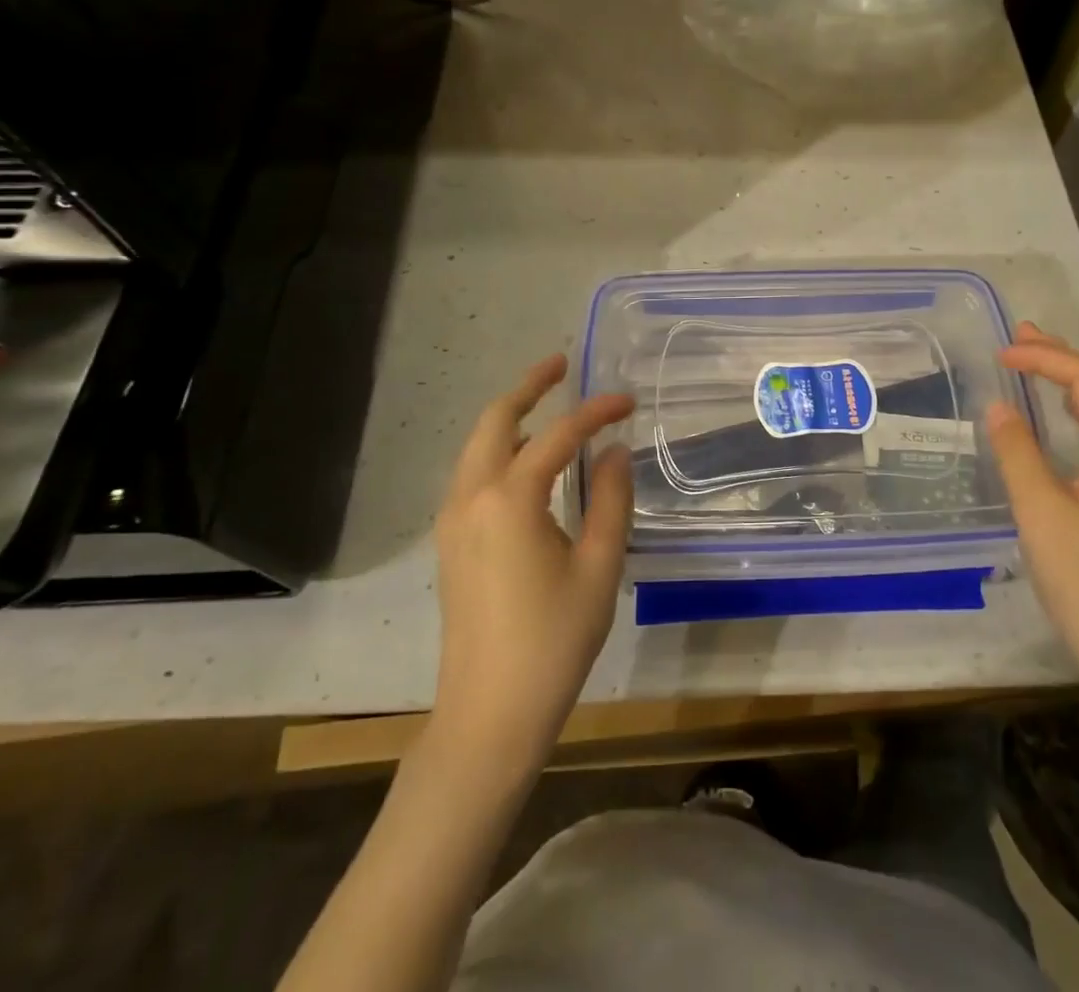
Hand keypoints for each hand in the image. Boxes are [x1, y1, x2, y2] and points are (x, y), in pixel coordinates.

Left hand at [430, 354, 633, 768]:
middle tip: (562, 365)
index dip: (596, 412)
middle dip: (529, 387)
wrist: (489, 713)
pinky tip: (528, 458)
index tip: (627, 401)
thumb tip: (614, 451)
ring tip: (547, 402)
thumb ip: (611, 500)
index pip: (559, 435)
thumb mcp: (598, 567)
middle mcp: (472, 496)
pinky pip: (472, 472)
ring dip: (510, 416)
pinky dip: (498, 447)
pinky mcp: (451, 542)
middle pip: (496, 421)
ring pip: (478, 445)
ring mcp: (453, 519)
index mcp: (510, 499)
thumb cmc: (553, 641)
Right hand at [985, 323, 1078, 720]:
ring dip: (1069, 386)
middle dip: (1061, 360)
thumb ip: (1018, 452)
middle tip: (1019, 335)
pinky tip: (1058, 418)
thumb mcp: (1041, 514)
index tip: (1002, 351)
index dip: (1047, 358)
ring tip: (1032, 362)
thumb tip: (999, 407)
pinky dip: (1078, 417)